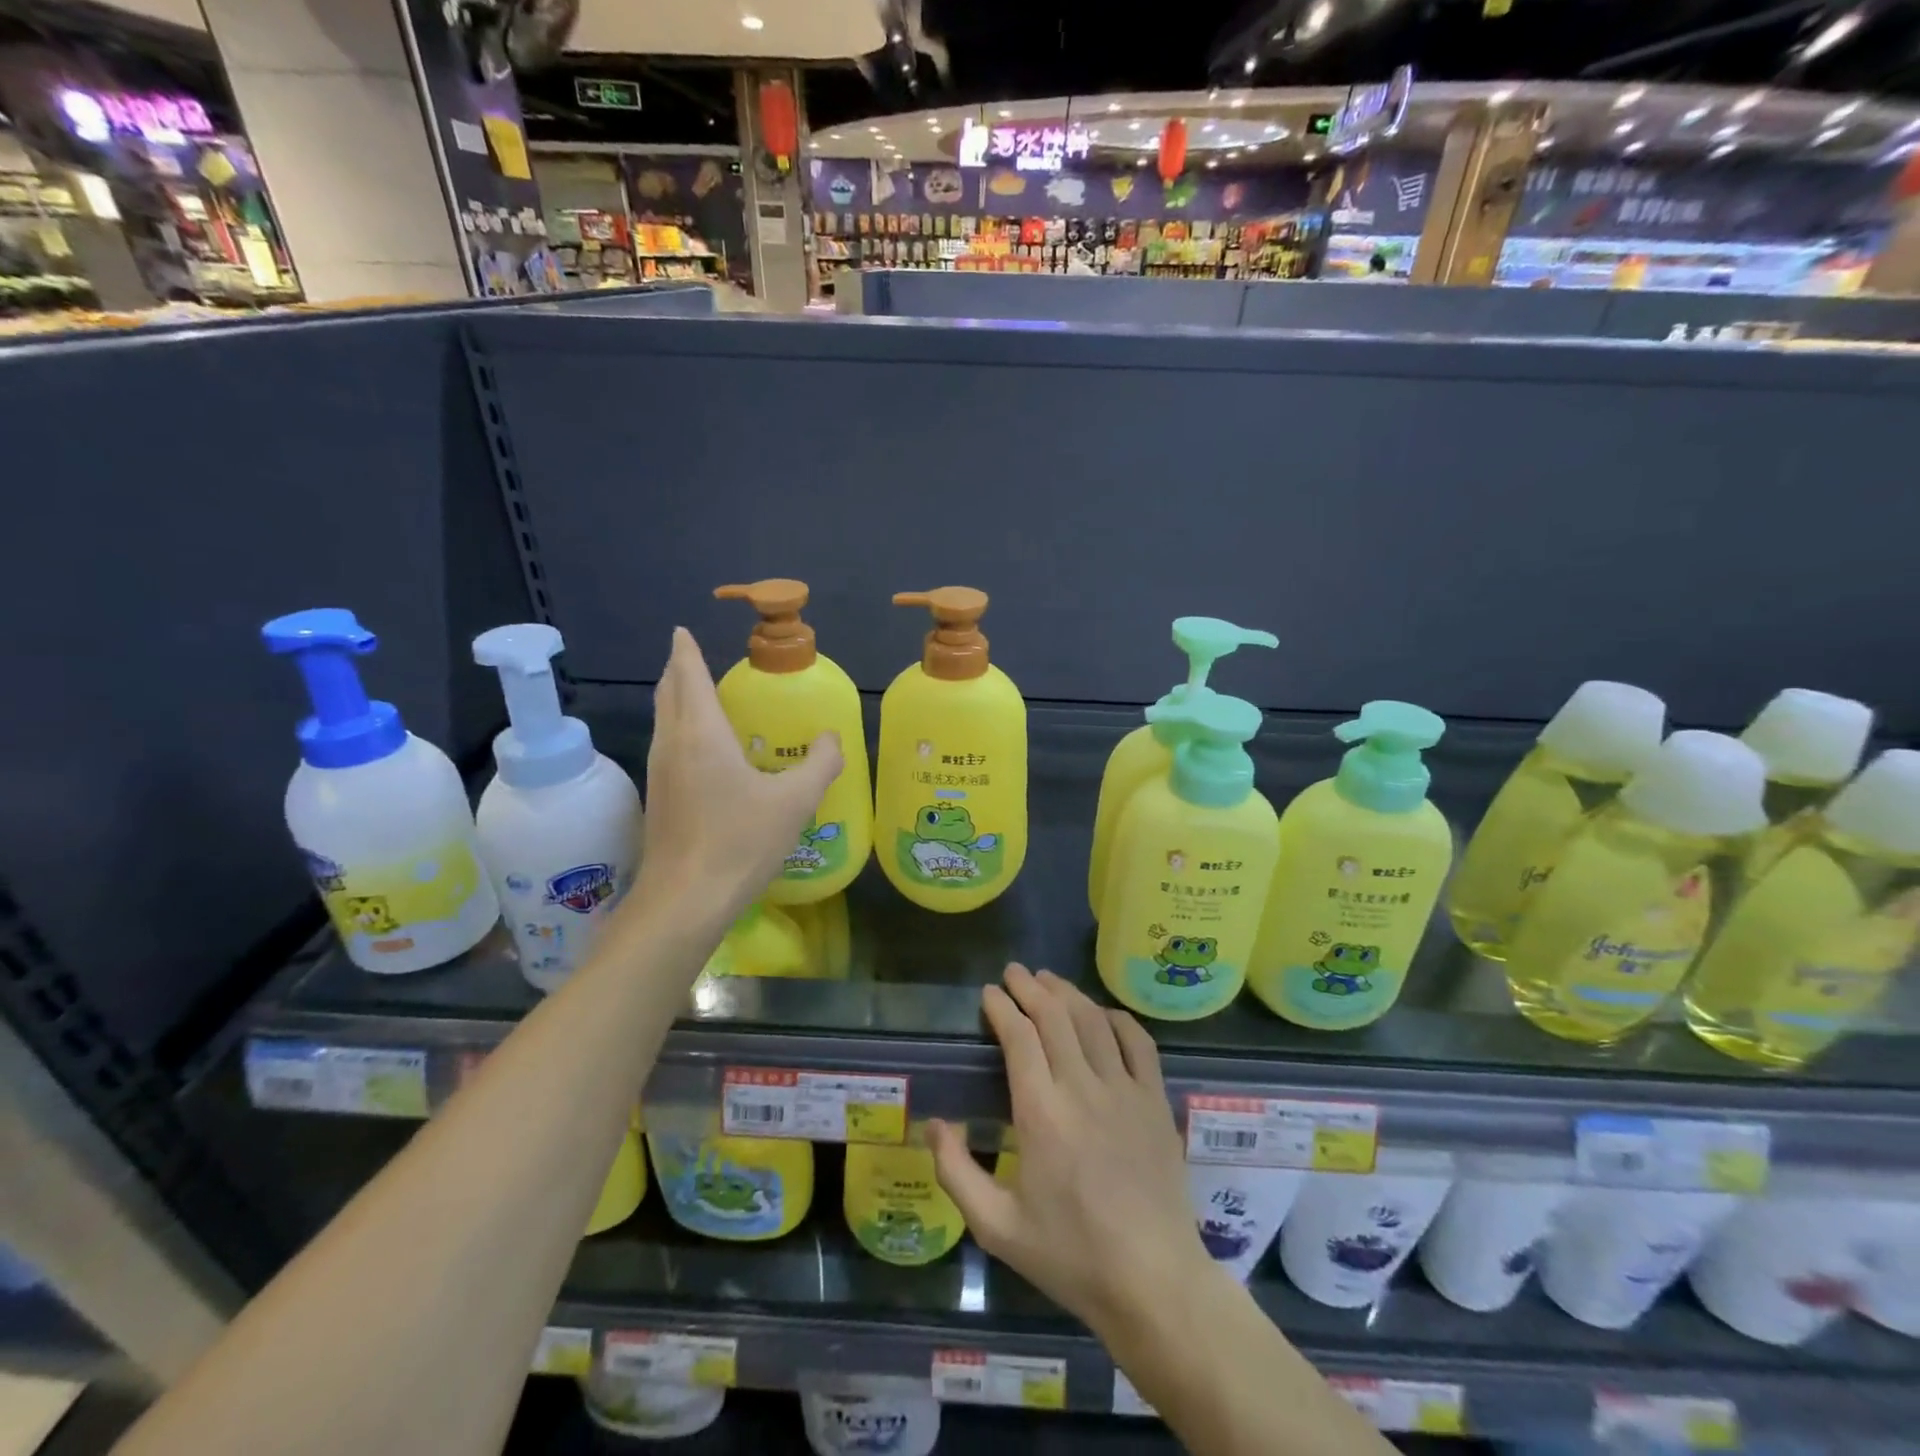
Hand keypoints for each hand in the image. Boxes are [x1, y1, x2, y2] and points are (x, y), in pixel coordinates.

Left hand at [627, 628, 842, 927]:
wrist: (685, 900)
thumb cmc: (740, 842)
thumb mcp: (795, 801)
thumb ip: (820, 764)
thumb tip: (831, 738)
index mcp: (701, 734)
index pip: (688, 676)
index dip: (685, 651)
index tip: (680, 630)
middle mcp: (672, 745)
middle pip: (667, 693)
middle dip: (677, 670)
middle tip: (691, 656)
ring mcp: (659, 773)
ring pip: (663, 720)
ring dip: (676, 700)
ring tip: (698, 695)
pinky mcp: (659, 799)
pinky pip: (667, 746)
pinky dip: (679, 729)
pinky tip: (702, 750)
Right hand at [928, 965, 1213, 1342]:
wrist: (1153, 1282)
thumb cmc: (1070, 1256)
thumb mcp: (997, 1228)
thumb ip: (956, 1173)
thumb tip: (933, 1124)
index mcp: (1041, 1114)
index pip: (1020, 1038)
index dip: (1002, 1007)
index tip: (989, 993)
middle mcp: (1083, 1089)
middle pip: (1055, 1017)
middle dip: (1030, 987)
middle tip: (1013, 972)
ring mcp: (1125, 1091)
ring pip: (1093, 1021)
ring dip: (1067, 993)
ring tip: (1048, 979)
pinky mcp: (1155, 1101)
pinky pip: (1138, 1042)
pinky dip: (1116, 1018)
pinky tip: (1102, 1012)